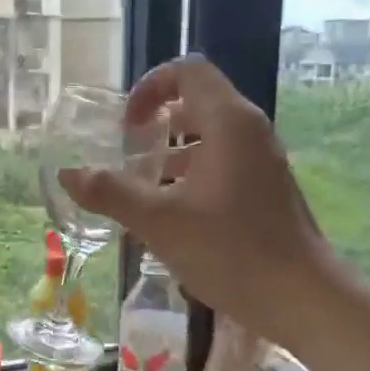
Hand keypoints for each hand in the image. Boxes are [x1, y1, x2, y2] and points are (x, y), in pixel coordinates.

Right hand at [60, 57, 341, 345]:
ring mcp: (263, 162)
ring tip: (140, 189)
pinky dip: (192, 176)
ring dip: (172, 155)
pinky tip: (171, 216)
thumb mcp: (159, 222)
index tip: (125, 125)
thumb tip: (68, 173)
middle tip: (127, 154)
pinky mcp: (267, 190)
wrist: (302, 298)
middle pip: (198, 103)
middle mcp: (250, 132)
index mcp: (229, 123)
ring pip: (210, 139)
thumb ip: (110, 192)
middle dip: (156, 123)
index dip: (149, 87)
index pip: (188, 72)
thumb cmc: (230, 251)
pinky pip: (223, 165)